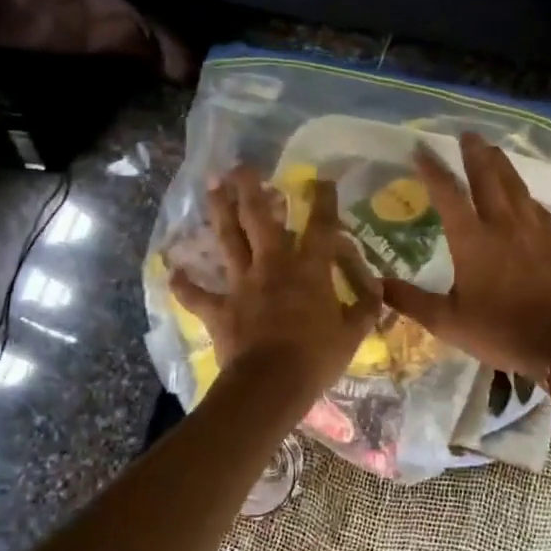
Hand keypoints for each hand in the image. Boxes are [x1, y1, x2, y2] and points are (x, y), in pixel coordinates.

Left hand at [170, 166, 381, 400]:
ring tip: (210, 187)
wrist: (271, 384)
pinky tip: (174, 272)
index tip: (322, 179)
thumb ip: (364, 307)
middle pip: (259, 218)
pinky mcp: (220, 309)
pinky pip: (198, 295)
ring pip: (228, 240)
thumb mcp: (353, 334)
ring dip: (218, 212)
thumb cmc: (317, 358)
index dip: (324, 200)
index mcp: (309, 269)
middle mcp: (273, 266)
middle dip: (250, 189)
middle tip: (241, 166)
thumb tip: (376, 289)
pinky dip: (185, 285)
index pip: (321, 226)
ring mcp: (242, 285)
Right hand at [382, 133, 550, 379]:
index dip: (432, 169)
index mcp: (473, 240)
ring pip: (516, 185)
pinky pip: (536, 205)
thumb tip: (376, 284)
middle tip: (466, 134)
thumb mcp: (448, 322)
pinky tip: (524, 195)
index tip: (420, 149)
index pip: (448, 193)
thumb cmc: (501, 332)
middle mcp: (504, 224)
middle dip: (474, 153)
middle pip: (488, 177)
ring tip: (492, 149)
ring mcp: (534, 229)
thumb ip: (411, 301)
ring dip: (501, 164)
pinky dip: (524, 193)